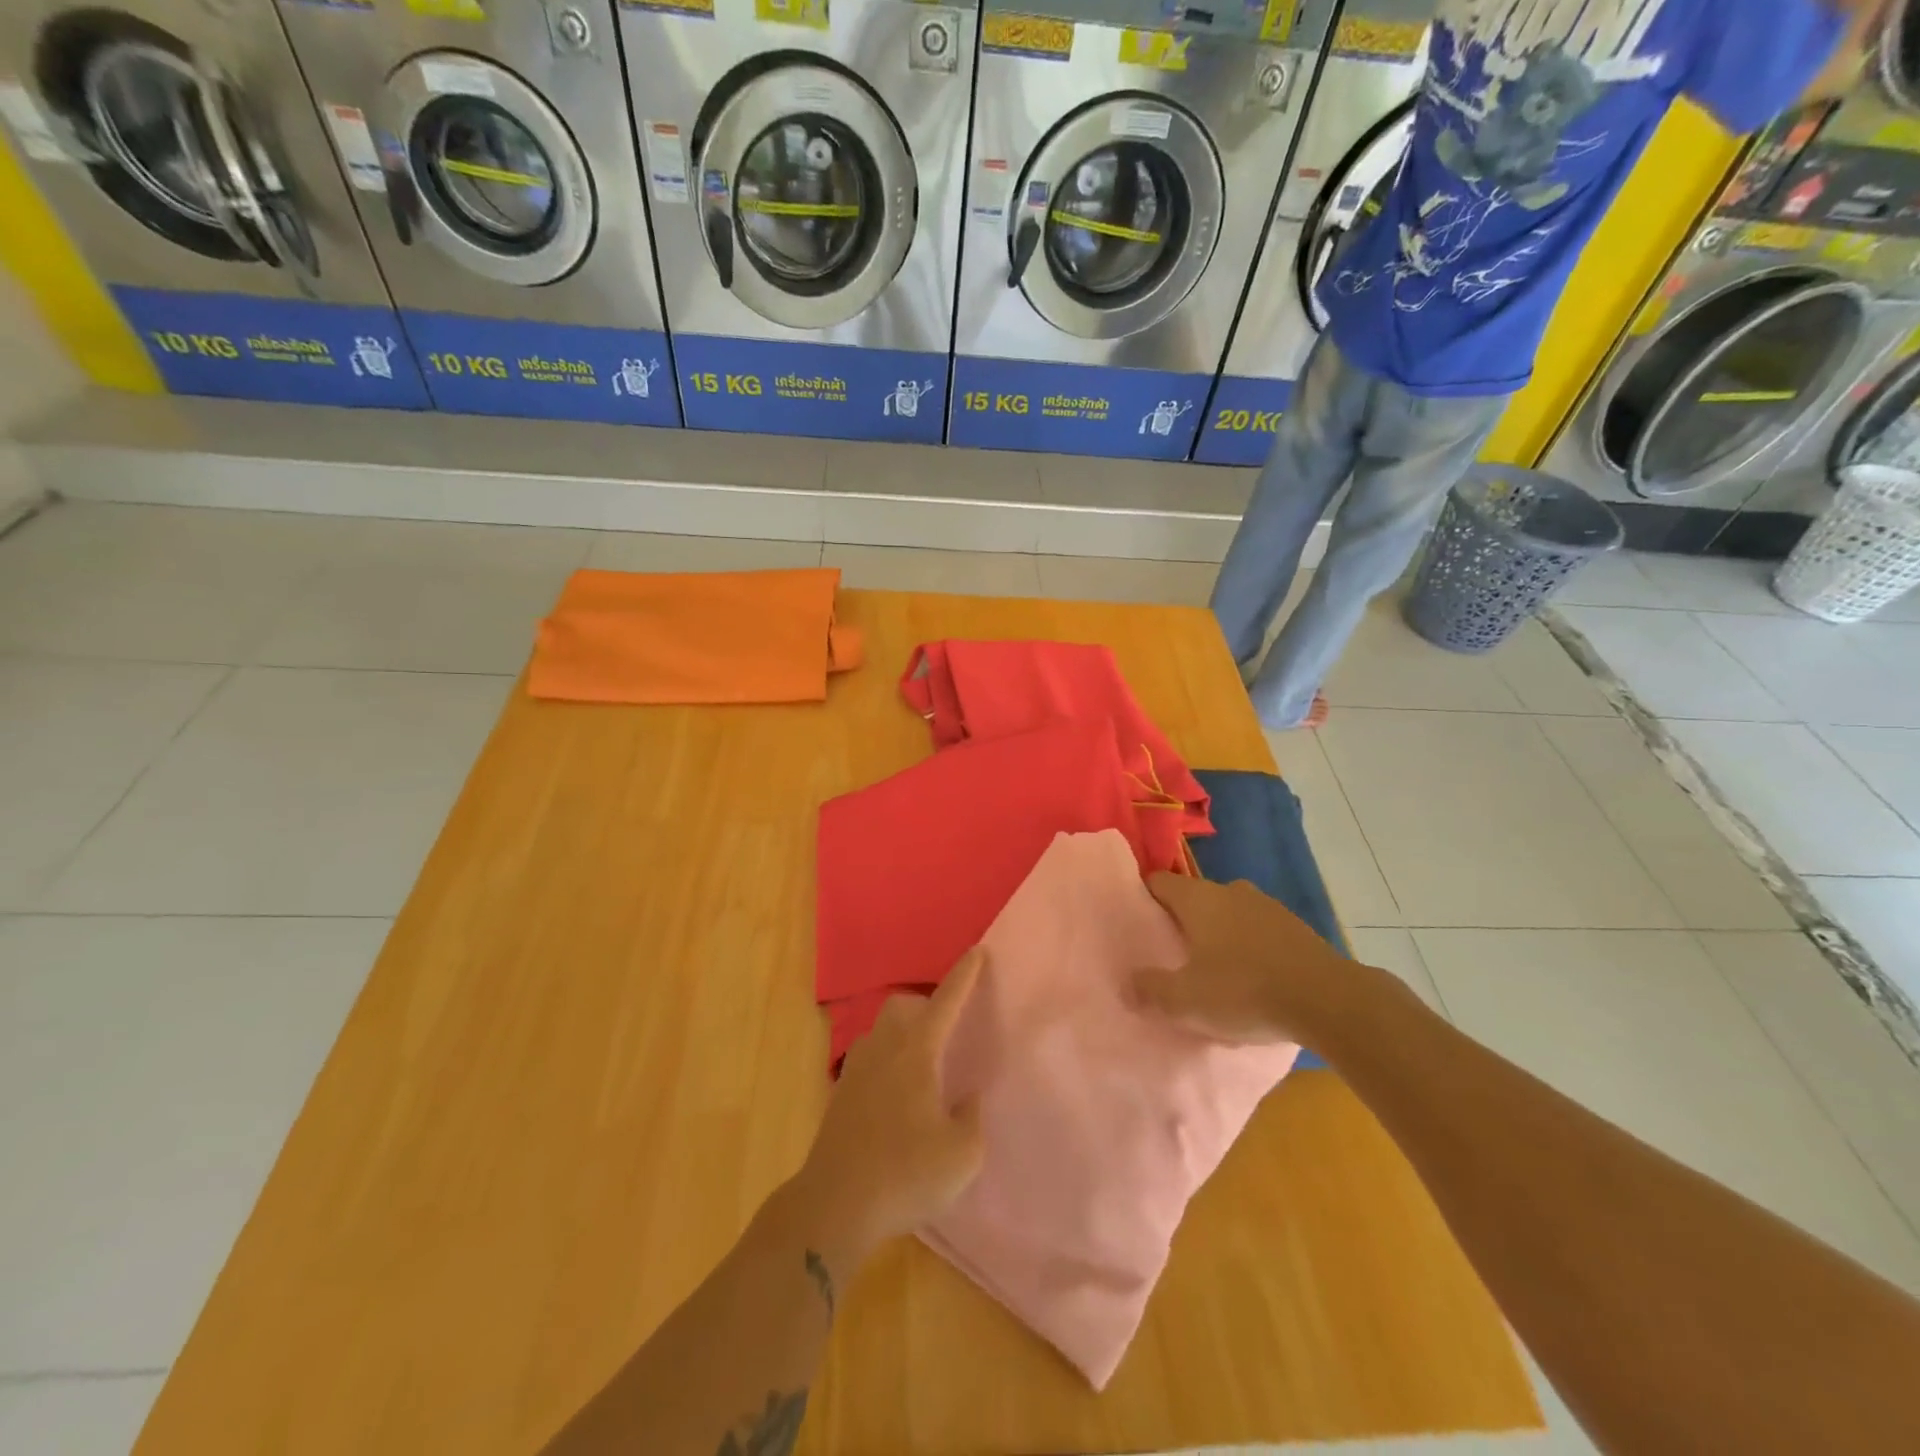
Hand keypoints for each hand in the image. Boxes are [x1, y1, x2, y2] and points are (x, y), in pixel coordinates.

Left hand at [795, 949, 985, 1258]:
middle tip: (945, 1033)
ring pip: (881, 1029)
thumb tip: (967, 1097)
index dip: (964, 975)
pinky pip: (869, 1057)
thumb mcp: (962, 1154)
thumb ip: (971, 1117)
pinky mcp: (840, 1093)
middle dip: (925, 1006)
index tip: (977, 951)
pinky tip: (897, 1096)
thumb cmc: (905, 1174)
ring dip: (903, 1032)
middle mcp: (883, 1049)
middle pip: (902, 1006)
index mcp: (916, 1053)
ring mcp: (856, 1069)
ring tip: (922, 1066)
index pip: (945, 1002)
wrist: (834, 1205)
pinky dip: (887, 1060)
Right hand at [1127, 874, 1349, 1045]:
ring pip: (1230, 914)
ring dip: (1219, 934)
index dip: (1143, 898)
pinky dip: (1250, 948)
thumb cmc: (1244, 991)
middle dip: (1182, 921)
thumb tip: (1127, 984)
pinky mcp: (1297, 929)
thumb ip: (1150, 990)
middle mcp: (1231, 891)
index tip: (1136, 922)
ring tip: (1213, 969)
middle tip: (1171, 953)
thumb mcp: (1185, 1001)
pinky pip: (1259, 932)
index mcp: (1199, 899)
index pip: (1159, 882)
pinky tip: (1252, 979)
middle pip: (1195, 898)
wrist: (1329, 1002)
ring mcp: (1268, 907)